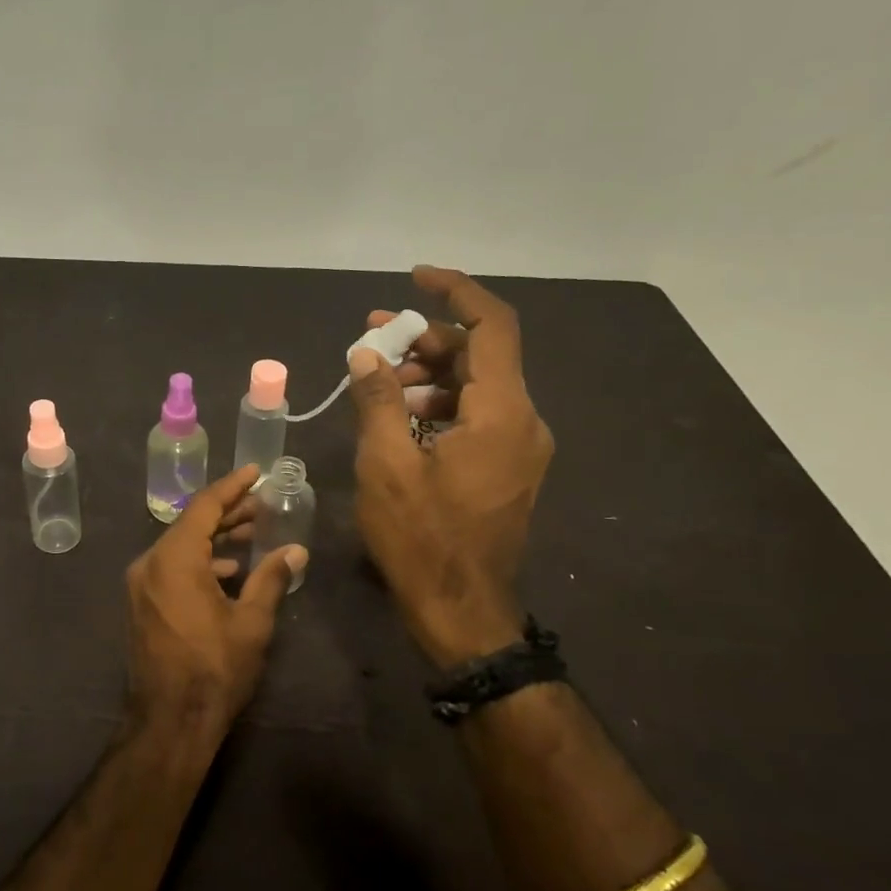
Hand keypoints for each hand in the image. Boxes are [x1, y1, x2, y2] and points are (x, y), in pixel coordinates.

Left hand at [126, 466, 305, 740]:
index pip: (204, 507)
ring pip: (180, 546)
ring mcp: (141, 585)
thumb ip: (271, 579)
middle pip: (190, 524)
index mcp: (174, 559)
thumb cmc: (214, 669)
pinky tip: (227, 571)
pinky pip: (171, 567)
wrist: (169, 721)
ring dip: (214, 538)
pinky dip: (199, 561)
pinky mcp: (142, 604)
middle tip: (261, 505)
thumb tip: (296, 552)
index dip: (232, 487)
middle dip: (227, 512)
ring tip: (252, 534)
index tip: (255, 473)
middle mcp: (150, 563)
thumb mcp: (251, 623)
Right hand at [349, 265, 553, 668]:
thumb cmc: (421, 539)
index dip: (455, 293)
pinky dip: (439, 405)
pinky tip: (398, 418)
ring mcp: (520, 447)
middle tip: (373, 340)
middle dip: (426, 339)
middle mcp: (524, 421)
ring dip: (428, 375)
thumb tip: (367, 354)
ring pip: (477, 387)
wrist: (462, 612)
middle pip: (480, 356)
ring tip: (377, 383)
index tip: (414, 278)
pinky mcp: (508, 468)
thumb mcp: (387, 465)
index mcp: (503, 413)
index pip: (492, 327)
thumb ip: (378, 400)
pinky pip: (477, 417)